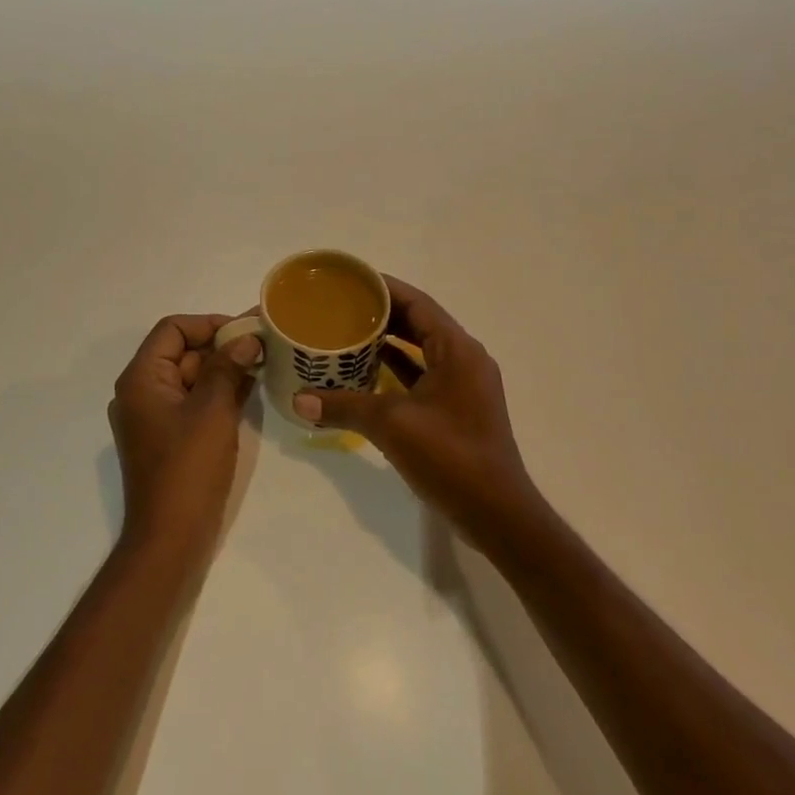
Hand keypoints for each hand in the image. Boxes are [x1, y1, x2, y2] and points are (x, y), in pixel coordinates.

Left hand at [108, 314, 260, 557]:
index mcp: (141, 378)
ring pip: (191, 377)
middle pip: (181, 352)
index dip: (209, 324)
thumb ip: (228, 367)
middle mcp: (141, 392)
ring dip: (224, 369)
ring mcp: (154, 417)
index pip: (172, 329)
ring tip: (264, 364)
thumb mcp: (212, 410)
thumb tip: (246, 339)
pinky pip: (193, 402)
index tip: (246, 331)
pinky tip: (251, 390)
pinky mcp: (169, 437)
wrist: (171, 537)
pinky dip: (218, 393)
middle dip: (221, 346)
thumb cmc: (189, 467)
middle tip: (263, 346)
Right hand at [291, 278, 538, 542]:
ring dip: (388, 342)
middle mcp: (464, 358)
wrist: (495, 513)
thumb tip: (299, 401)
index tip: (349, 281)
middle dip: (381, 314)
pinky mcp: (457, 408)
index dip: (383, 288)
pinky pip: (423, 375)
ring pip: (421, 350)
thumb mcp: (391, 424)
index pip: (417, 303)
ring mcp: (463, 385)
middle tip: (340, 307)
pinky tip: (365, 373)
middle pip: (419, 323)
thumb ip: (344, 406)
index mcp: (457, 349)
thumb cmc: (449, 456)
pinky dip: (397, 370)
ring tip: (346, 334)